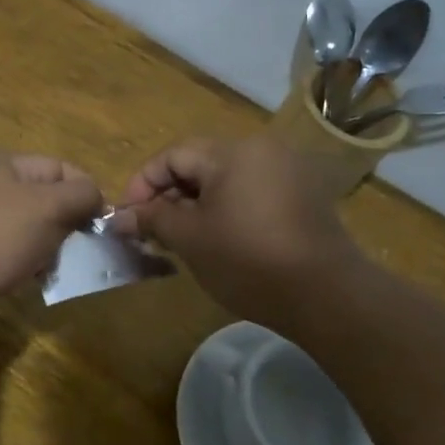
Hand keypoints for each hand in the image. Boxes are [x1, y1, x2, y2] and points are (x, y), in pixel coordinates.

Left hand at [0, 153, 103, 323]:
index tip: (105, 221)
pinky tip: (38, 281)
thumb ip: (80, 196)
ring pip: (32, 232)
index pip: (60, 167)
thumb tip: (96, 195)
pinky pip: (14, 257)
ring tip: (62, 267)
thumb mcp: (48, 205)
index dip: (86, 190)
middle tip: (87, 248)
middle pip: (46, 201)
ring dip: (51, 250)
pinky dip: (29, 268)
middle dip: (69, 224)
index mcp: (6, 165)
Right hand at [109, 134, 356, 330]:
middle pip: (199, 164)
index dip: (142, 184)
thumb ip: (151, 219)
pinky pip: (251, 192)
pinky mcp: (303, 197)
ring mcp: (287, 172)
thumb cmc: (248, 260)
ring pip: (225, 180)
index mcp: (232, 152)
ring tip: (180, 240)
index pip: (172, 155)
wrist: (325, 295)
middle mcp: (262, 150)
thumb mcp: (190, 239)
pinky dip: (226, 210)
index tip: (127, 218)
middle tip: (151, 232)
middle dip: (169, 196)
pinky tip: (218, 240)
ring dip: (195, 205)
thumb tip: (119, 217)